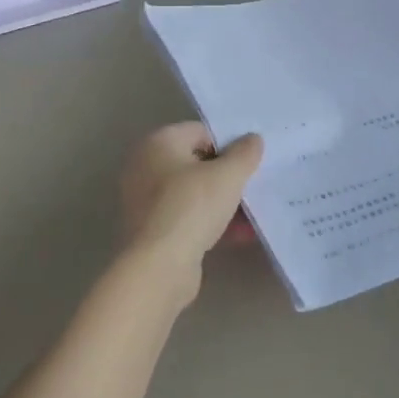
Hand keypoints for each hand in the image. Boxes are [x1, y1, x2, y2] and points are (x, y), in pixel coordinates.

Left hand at [118, 124, 263, 298]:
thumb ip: (245, 153)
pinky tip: (238, 235)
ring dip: (222, 201)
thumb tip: (252, 139)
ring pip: (192, 192)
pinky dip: (209, 221)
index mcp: (158, 142)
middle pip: (196, 162)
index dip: (229, 143)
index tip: (251, 161)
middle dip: (227, 175)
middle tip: (253, 185)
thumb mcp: (228, 175)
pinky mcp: (150, 229)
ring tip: (252, 214)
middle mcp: (145, 165)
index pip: (201, 131)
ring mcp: (144, 199)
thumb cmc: (192, 207)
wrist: (159, 266)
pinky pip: (186, 216)